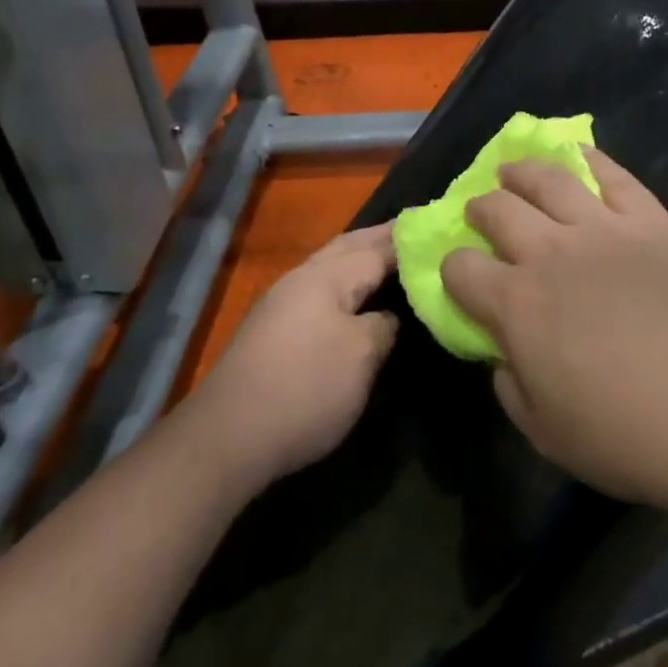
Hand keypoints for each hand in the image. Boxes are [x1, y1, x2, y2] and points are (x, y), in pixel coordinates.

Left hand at [181, 224, 398, 490]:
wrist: (229, 437)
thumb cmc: (305, 389)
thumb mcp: (361, 356)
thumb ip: (383, 325)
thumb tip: (388, 316)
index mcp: (326, 276)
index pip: (377, 248)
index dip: (408, 241)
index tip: (439, 230)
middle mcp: (301, 278)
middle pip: (348, 247)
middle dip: (381, 239)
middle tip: (416, 234)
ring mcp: (282, 303)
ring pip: (330, 267)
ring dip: (360, 258)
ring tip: (391, 259)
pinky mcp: (273, 330)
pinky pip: (320, 290)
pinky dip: (344, 283)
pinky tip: (355, 297)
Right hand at [441, 149, 667, 511]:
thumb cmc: (626, 435)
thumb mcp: (545, 432)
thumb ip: (511, 385)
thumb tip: (504, 356)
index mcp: (515, 304)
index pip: (460, 268)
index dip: (453, 270)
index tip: (461, 277)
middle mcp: (550, 253)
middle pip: (498, 209)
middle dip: (480, 208)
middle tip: (482, 212)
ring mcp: (603, 229)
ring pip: (549, 179)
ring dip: (521, 171)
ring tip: (514, 171)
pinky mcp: (652, 222)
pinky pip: (614, 176)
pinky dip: (590, 158)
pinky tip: (578, 153)